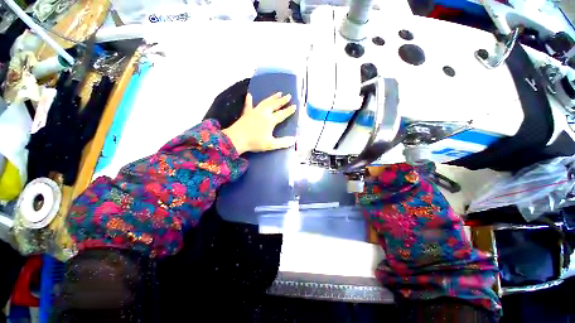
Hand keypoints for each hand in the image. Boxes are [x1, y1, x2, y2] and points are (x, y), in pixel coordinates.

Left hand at [223, 92, 296, 154]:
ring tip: (278, 93)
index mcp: (270, 120)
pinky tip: (249, 95)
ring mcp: (254, 111)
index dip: (289, 110)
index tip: (295, 106)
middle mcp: (264, 113)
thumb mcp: (270, 144)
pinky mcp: (247, 113)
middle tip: (288, 95)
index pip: (282, 114)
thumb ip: (283, 142)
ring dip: (272, 97)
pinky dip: (249, 100)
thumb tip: (294, 140)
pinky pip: (248, 105)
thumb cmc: (254, 142)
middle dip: (282, 100)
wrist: (237, 139)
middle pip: (275, 105)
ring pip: (265, 102)